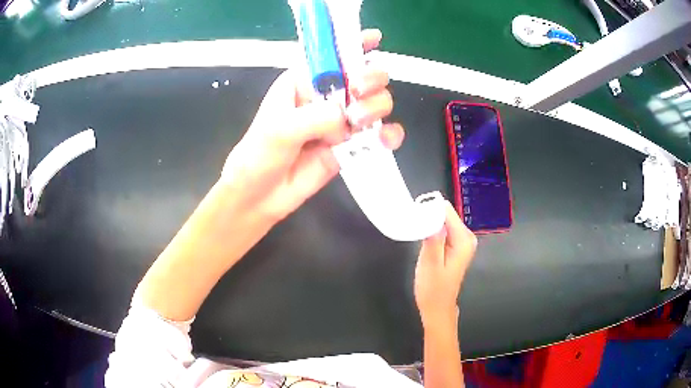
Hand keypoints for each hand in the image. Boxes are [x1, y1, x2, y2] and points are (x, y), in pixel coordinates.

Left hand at [220, 29, 404, 221]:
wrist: (261, 195)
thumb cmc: (260, 154)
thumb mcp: (280, 128)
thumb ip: (316, 117)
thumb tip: (347, 119)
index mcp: (304, 81)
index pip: (332, 55)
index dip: (354, 43)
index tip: (374, 38)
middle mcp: (327, 97)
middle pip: (365, 76)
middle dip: (370, 79)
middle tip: (358, 92)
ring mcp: (341, 122)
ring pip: (376, 103)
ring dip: (376, 108)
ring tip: (357, 123)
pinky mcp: (351, 146)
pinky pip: (380, 135)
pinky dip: (389, 135)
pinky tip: (385, 140)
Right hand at [414, 201, 476, 328]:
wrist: (437, 308)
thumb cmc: (433, 290)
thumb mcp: (430, 264)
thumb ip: (434, 239)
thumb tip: (433, 214)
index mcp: (464, 240)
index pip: (447, 211)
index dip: (429, 212)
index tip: (415, 220)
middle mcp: (467, 237)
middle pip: (446, 214)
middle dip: (429, 219)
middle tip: (416, 232)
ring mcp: (462, 242)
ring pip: (443, 222)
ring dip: (429, 226)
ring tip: (419, 240)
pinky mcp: (455, 246)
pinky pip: (443, 230)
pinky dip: (432, 233)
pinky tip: (425, 244)